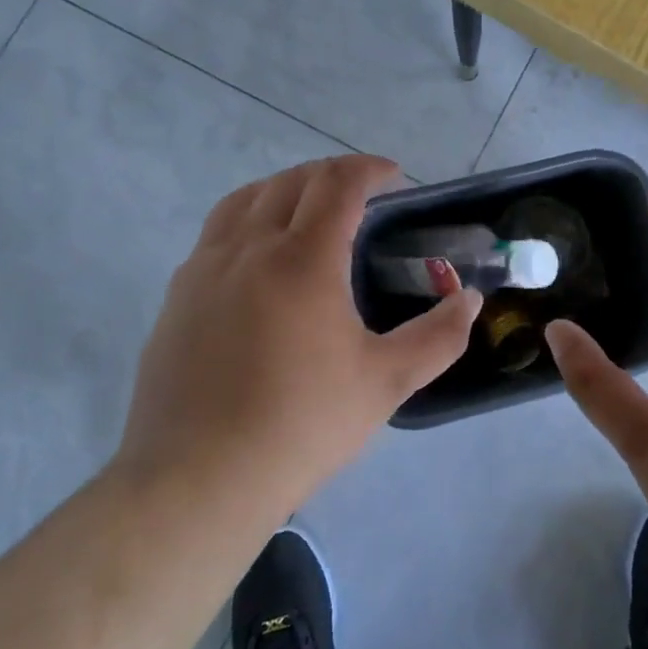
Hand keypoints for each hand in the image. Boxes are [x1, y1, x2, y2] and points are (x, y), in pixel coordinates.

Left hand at [116, 155, 480, 511]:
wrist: (198, 480)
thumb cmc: (302, 425)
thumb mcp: (386, 383)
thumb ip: (438, 336)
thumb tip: (470, 300)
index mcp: (303, 260)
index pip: (338, 184)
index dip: (369, 169)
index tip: (393, 176)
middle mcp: (250, 248)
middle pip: (292, 181)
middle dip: (332, 174)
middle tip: (361, 193)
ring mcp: (205, 269)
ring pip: (246, 199)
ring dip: (286, 188)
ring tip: (309, 208)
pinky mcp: (177, 296)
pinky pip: (216, 232)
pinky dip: (249, 218)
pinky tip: (259, 257)